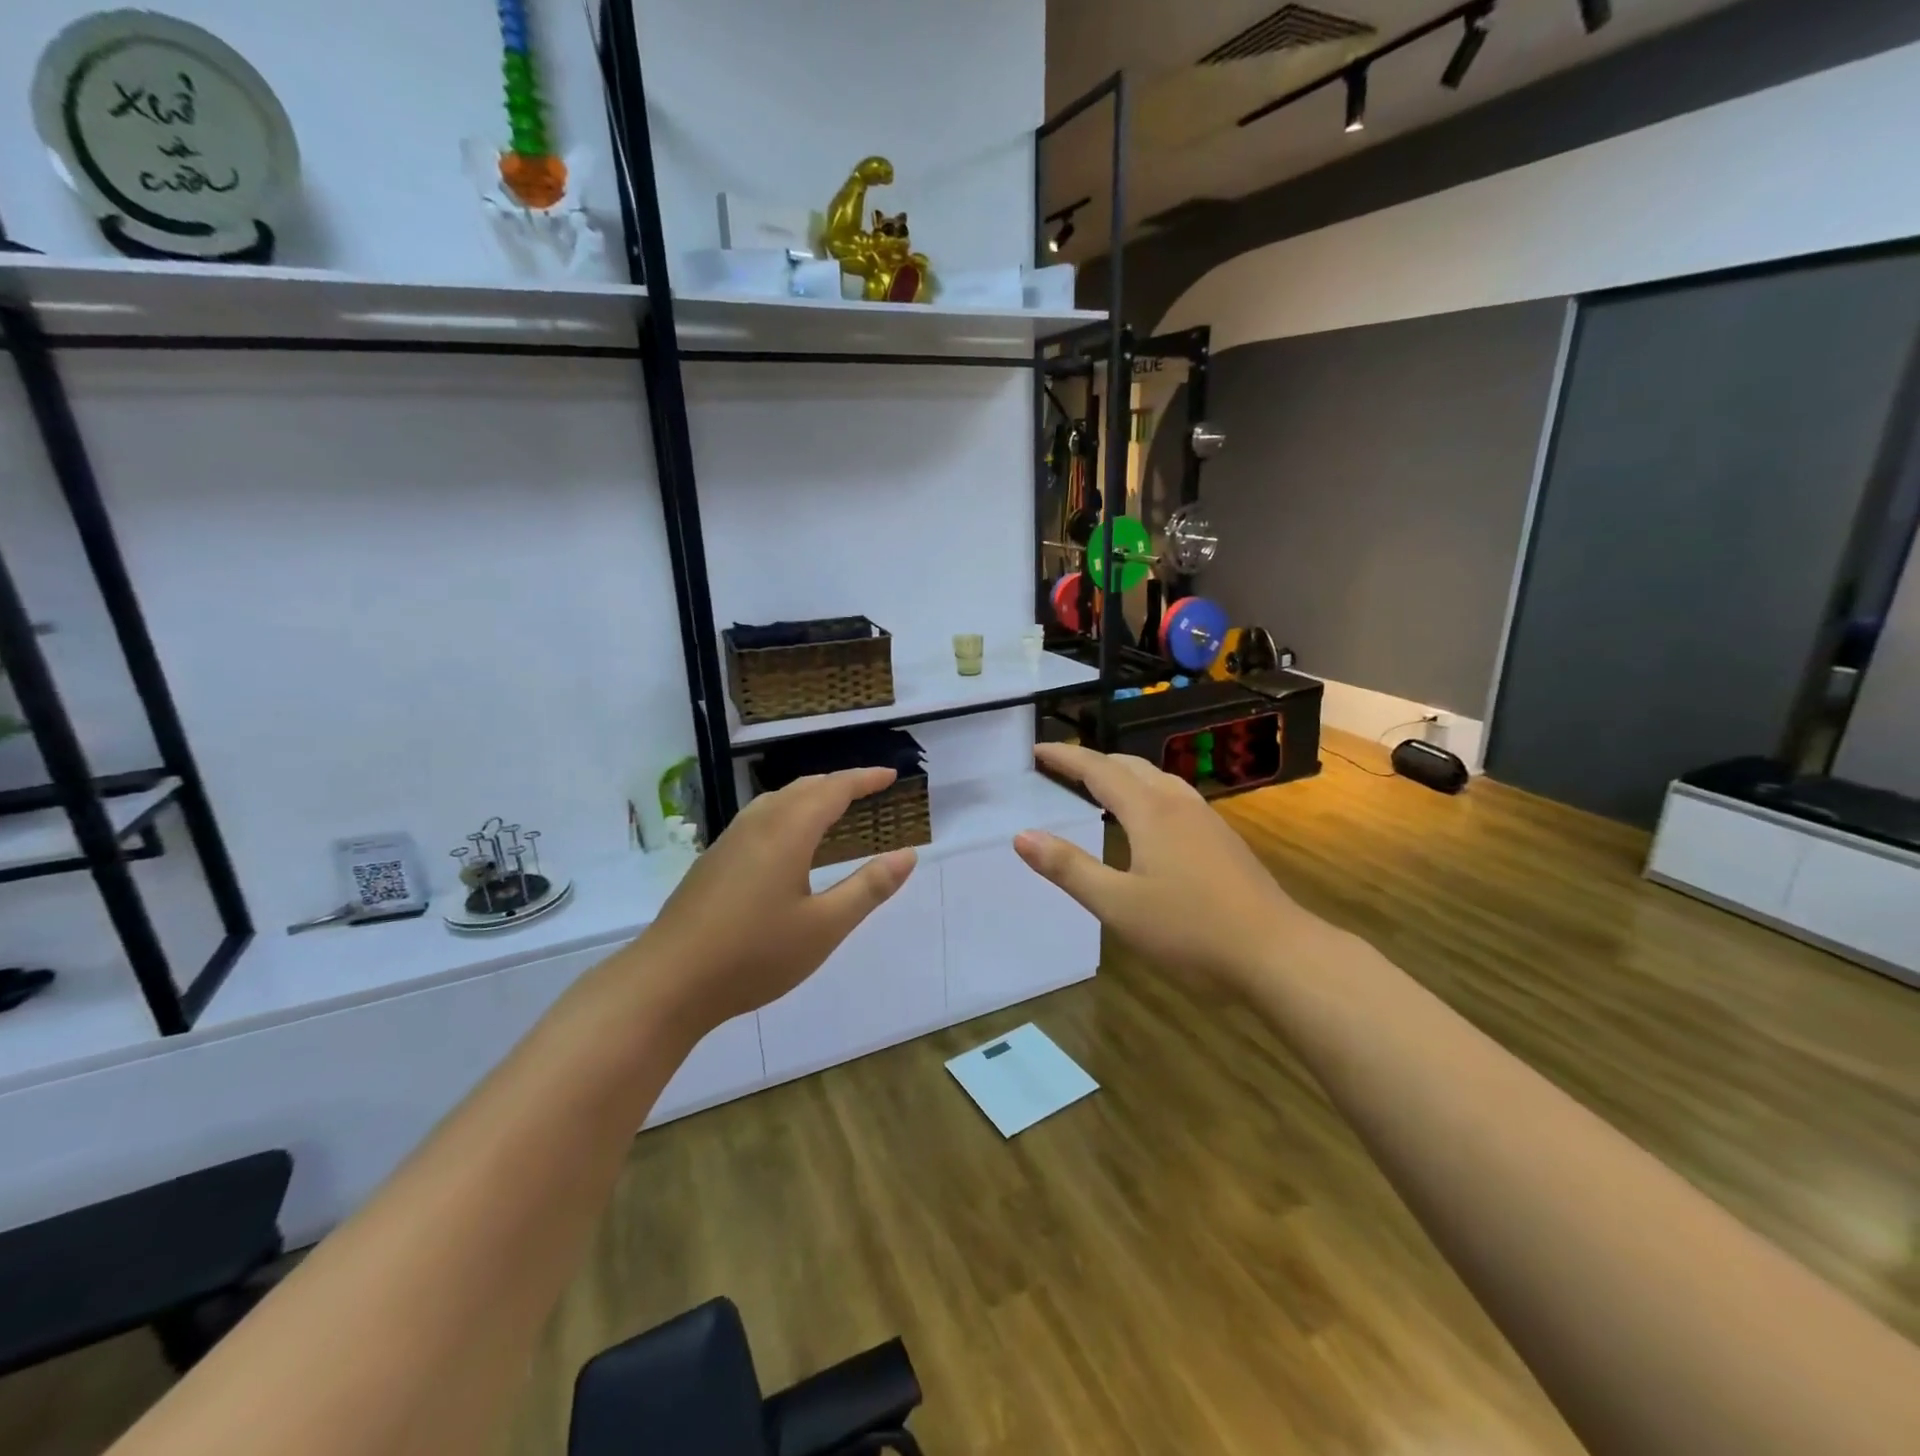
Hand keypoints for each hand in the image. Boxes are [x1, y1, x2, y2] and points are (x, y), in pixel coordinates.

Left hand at [636, 768, 916, 1036]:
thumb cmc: (754, 954)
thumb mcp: (824, 927)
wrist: (667, 982)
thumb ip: (868, 888)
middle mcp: (758, 824)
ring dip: (811, 795)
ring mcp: (730, 841)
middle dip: (840, 783)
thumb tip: (907, 854)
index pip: (833, 789)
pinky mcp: (714, 861)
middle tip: (870, 790)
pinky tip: (789, 842)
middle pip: (804, 787)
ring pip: (778, 800)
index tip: (892, 775)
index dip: (865, 779)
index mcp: (788, 832)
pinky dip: (789, 812)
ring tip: (834, 808)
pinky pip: (761, 817)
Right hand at [1014, 743, 1312, 995]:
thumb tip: (1021, 836)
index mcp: (1149, 811)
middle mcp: (1178, 803)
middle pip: (1130, 766)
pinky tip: (1148, 823)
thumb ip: (1068, 868)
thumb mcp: (1117, 905)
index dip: (1065, 757)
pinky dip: (1147, 794)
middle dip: (1093, 762)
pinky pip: (1175, 798)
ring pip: (1157, 780)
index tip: (1037, 749)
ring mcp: (1207, 820)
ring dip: (1123, 775)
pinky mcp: (1223, 840)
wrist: (1277, 953)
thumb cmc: (1190, 929)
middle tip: (1062, 769)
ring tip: (1100, 788)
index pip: (1098, 770)